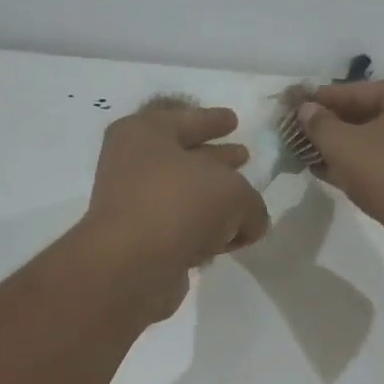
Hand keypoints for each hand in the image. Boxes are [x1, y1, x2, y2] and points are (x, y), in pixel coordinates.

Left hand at [77, 101, 269, 318]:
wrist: (132, 265)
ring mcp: (133, 203)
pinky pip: (180, 227)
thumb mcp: (235, 193)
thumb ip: (251, 203)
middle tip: (243, 155)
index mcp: (146, 133)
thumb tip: (250, 222)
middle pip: (184, 156)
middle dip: (216, 158)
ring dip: (211, 199)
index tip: (234, 119)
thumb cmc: (180, 205)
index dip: (214, 119)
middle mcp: (133, 163)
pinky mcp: (139, 240)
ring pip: (183, 194)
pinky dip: (201, 231)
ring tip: (242, 204)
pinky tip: (226, 239)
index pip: (188, 118)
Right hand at [295, 80, 383, 263]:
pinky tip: (326, 172)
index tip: (291, 104)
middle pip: (365, 114)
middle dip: (330, 125)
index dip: (320, 99)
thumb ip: (320, 124)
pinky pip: (383, 160)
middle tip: (295, 131)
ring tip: (305, 152)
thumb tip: (305, 110)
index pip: (355, 90)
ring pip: (373, 139)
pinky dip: (358, 164)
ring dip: (340, 147)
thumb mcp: (344, 146)